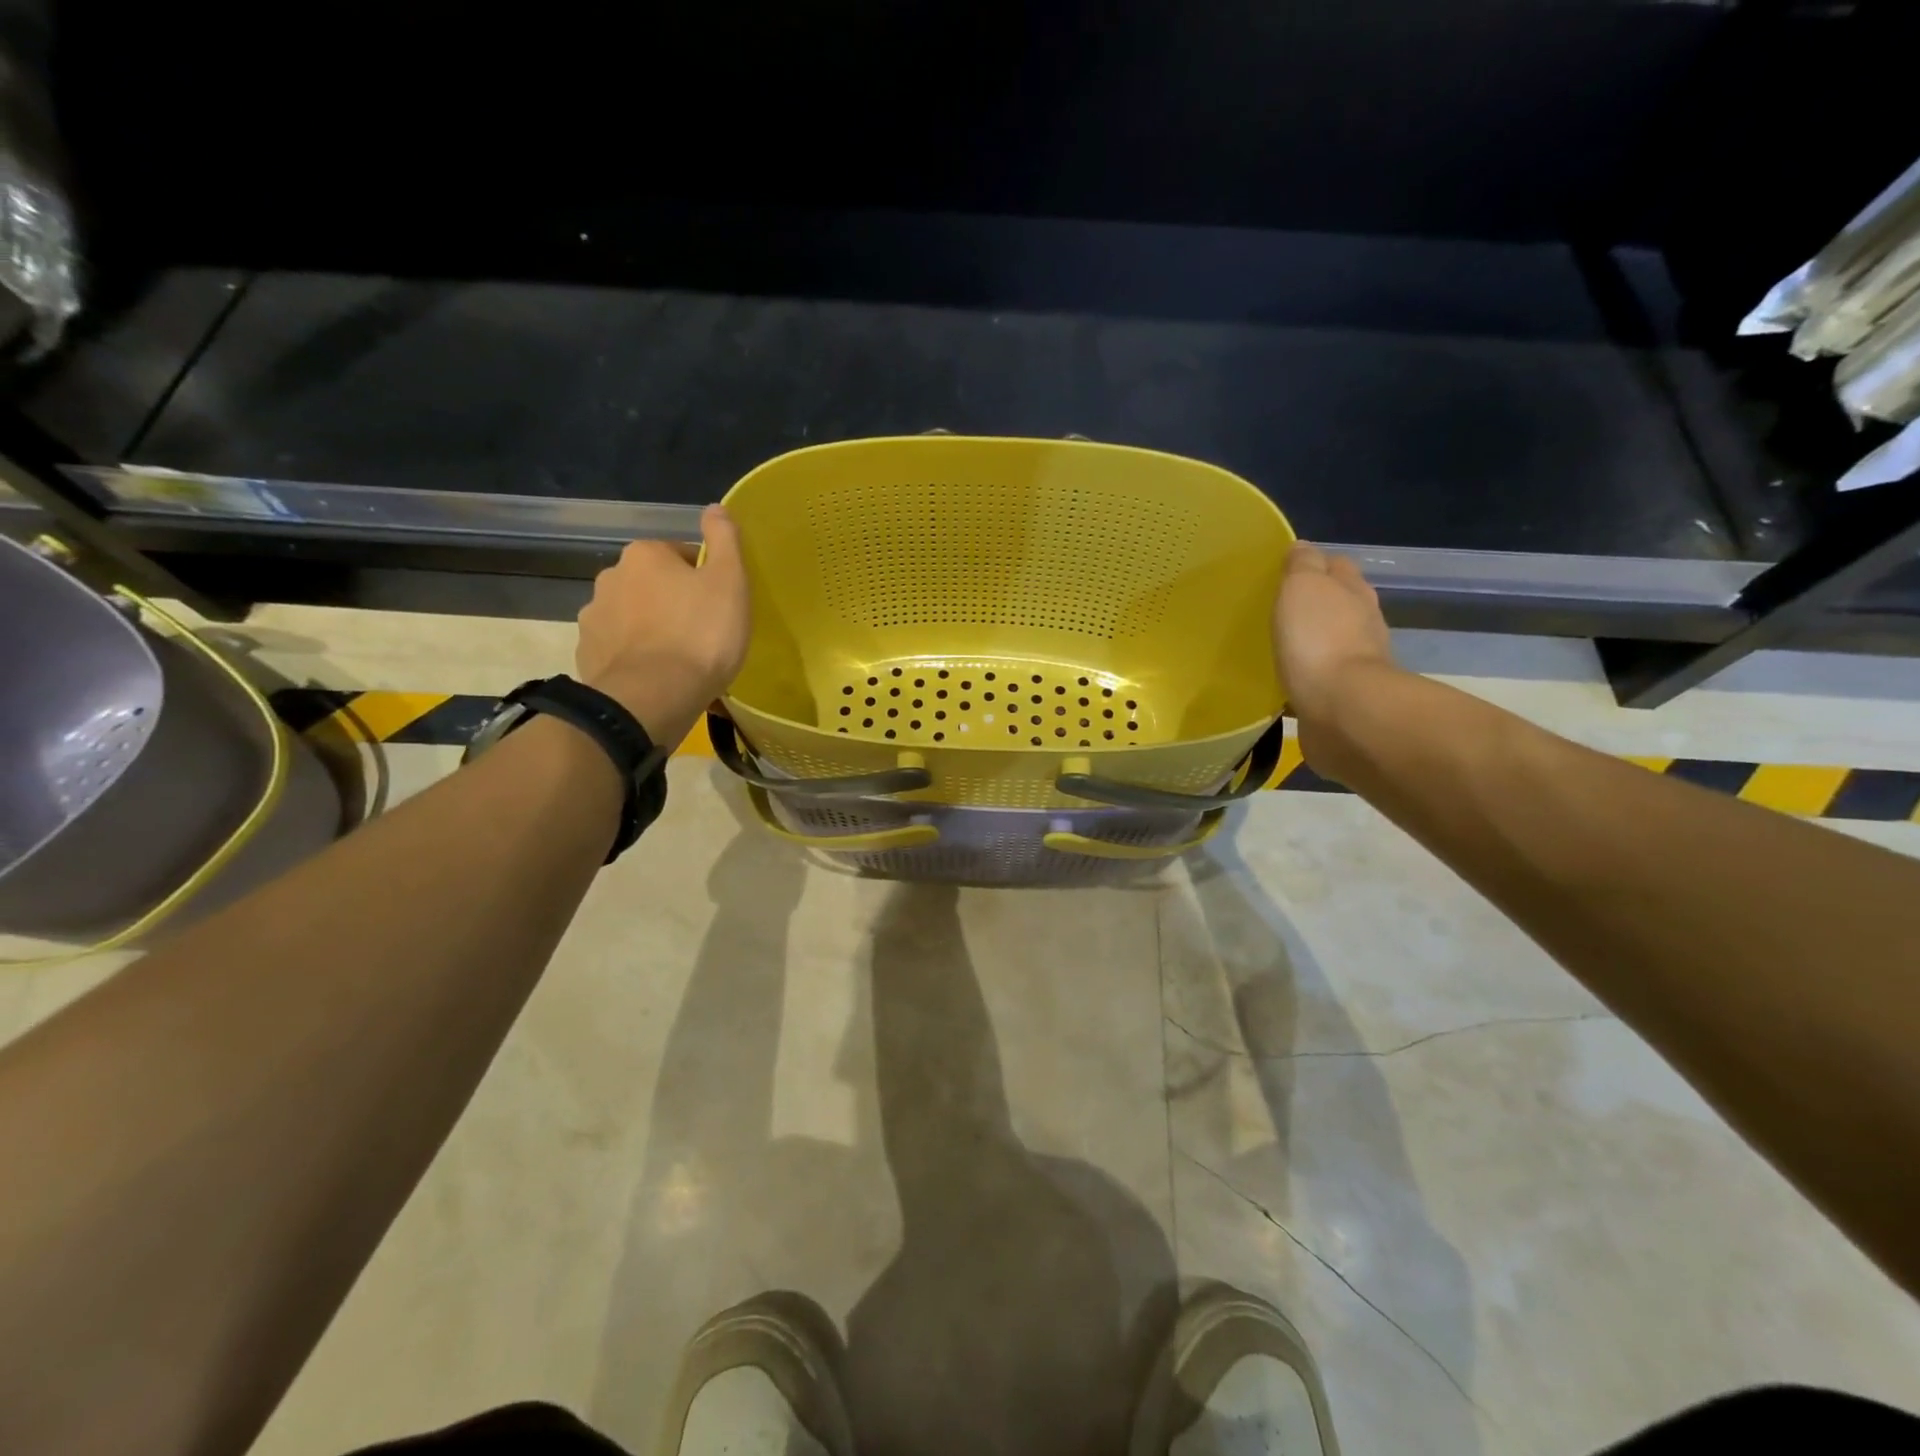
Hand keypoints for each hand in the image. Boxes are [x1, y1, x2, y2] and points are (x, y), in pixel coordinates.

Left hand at [576, 504, 750, 746]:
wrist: (653, 696)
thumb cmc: (701, 634)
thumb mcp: (730, 582)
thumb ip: (724, 540)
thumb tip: (715, 508)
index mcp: (644, 555)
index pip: (680, 555)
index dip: (704, 577)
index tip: (720, 604)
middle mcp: (610, 577)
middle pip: (652, 584)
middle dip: (673, 601)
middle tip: (702, 632)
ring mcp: (593, 618)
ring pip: (632, 616)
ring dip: (651, 629)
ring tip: (677, 659)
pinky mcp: (587, 655)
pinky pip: (618, 648)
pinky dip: (634, 657)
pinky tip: (656, 677)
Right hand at [1273, 542, 1398, 770]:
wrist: (1343, 709)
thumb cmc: (1319, 640)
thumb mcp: (1303, 587)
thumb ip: (1302, 565)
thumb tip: (1302, 548)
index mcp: (1353, 591)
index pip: (1335, 565)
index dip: (1313, 564)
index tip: (1283, 572)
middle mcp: (1363, 623)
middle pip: (1338, 603)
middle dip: (1315, 604)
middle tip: (1278, 610)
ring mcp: (1357, 662)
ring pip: (1332, 641)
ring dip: (1312, 641)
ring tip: (1280, 646)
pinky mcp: (1344, 697)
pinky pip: (1322, 678)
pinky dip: (1309, 675)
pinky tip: (1288, 679)